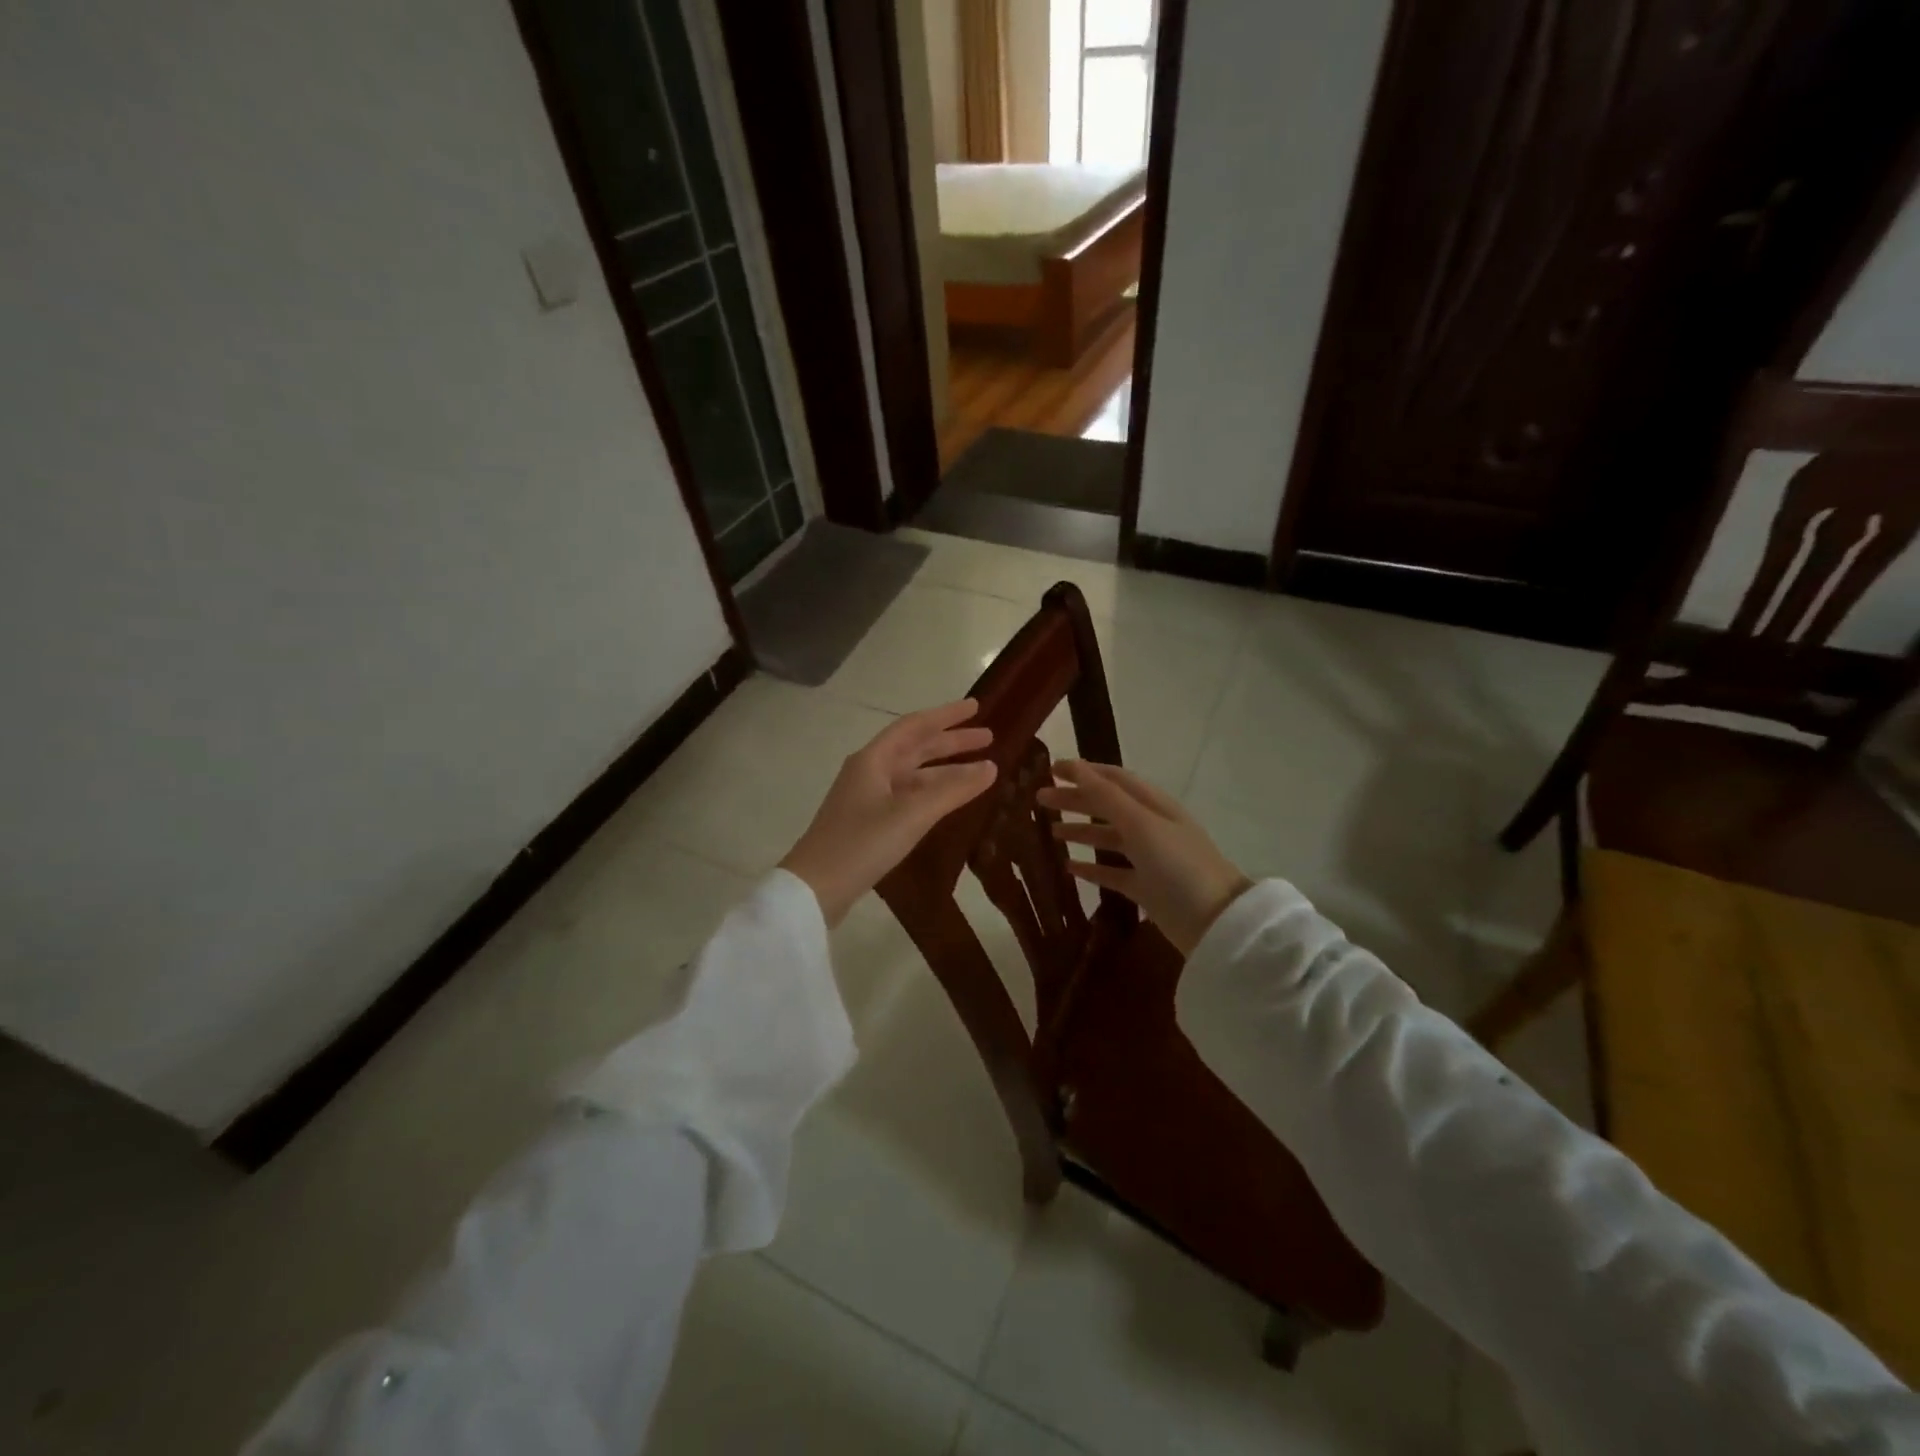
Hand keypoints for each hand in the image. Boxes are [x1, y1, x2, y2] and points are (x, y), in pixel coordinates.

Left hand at [779, 700, 997, 926]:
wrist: (815, 888)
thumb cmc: (862, 844)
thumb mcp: (912, 815)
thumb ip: (952, 790)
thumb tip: (990, 767)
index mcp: (873, 760)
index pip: (915, 726)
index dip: (946, 715)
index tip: (976, 708)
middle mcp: (870, 771)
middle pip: (915, 748)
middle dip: (951, 742)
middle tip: (988, 738)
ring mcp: (868, 798)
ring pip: (914, 775)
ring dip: (945, 770)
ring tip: (981, 771)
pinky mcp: (869, 822)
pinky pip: (908, 796)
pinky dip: (933, 793)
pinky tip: (950, 800)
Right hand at [1037, 760, 1252, 956]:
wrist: (1216, 923)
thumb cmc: (1178, 866)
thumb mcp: (1141, 825)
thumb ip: (1106, 797)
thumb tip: (1075, 767)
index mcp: (1154, 805)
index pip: (1113, 779)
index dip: (1083, 771)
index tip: (1051, 769)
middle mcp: (1151, 827)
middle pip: (1107, 806)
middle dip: (1075, 799)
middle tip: (1040, 800)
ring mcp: (1150, 859)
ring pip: (1108, 838)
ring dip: (1080, 831)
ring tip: (1051, 832)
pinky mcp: (1146, 888)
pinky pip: (1113, 872)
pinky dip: (1091, 867)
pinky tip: (1069, 868)